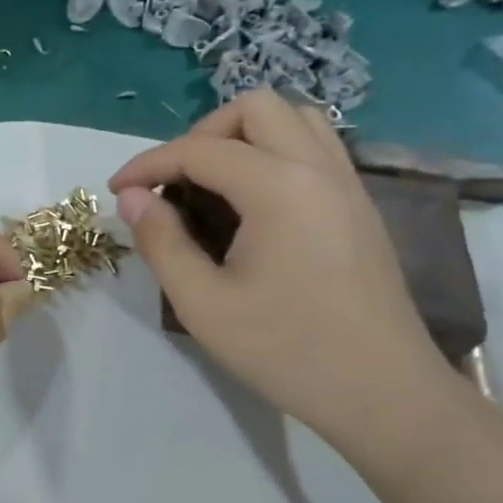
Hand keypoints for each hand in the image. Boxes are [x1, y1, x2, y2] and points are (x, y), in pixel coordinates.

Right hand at [109, 91, 461, 451]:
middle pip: (255, 107)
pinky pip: (317, 147)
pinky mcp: (361, 204)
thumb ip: (161, 242)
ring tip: (215, 181)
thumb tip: (132, 198)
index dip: (149, 164)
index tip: (118, 190)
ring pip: (294, 118)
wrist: (385, 394)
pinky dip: (277, 151)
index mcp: (279, 188)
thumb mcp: (204, 305)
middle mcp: (318, 168)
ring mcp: (348, 183)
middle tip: (176, 182)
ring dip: (245, 135)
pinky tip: (256, 201)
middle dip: (202, 134)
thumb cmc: (288, 352)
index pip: (200, 150)